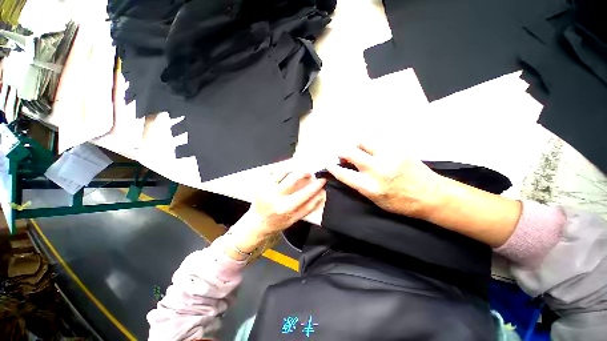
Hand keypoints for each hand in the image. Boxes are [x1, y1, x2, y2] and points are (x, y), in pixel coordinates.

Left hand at [226, 168, 326, 257]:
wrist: (257, 221)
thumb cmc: (277, 222)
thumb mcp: (295, 219)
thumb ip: (309, 207)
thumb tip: (321, 195)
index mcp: (285, 208)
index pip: (305, 193)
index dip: (316, 185)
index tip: (322, 180)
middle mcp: (275, 196)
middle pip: (294, 178)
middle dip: (305, 173)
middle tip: (309, 174)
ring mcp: (266, 187)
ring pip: (284, 170)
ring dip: (294, 168)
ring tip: (299, 171)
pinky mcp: (261, 182)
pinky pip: (274, 170)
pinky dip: (283, 168)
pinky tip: (288, 170)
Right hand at [327, 143, 443, 218]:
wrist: (431, 195)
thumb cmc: (402, 203)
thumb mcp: (376, 200)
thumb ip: (361, 186)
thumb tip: (350, 174)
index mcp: (369, 187)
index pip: (344, 174)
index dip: (333, 168)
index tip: (329, 163)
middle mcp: (376, 170)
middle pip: (350, 153)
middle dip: (342, 153)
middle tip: (343, 155)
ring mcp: (387, 157)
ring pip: (363, 143)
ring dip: (357, 147)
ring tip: (359, 152)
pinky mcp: (398, 150)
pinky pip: (378, 144)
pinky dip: (371, 147)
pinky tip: (375, 152)